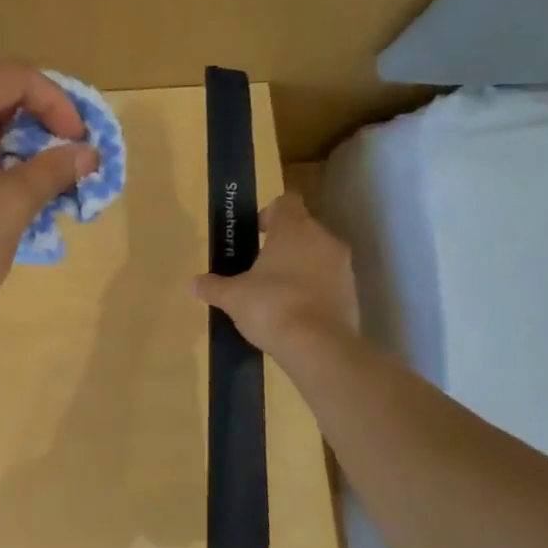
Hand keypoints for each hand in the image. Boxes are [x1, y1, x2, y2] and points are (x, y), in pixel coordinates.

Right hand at [193, 194, 358, 356]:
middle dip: (284, 245)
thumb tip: (195, 283)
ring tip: (278, 294)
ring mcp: (343, 267)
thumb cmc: (271, 306)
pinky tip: (296, 314)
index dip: (269, 213)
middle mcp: (324, 239)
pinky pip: (329, 283)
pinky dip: (315, 291)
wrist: (318, 346)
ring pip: (319, 256)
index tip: (256, 233)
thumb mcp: (232, 297)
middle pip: (303, 229)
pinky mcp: (353, 294)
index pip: (286, 202)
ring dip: (301, 268)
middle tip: (260, 268)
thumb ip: (213, 286)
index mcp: (294, 228)